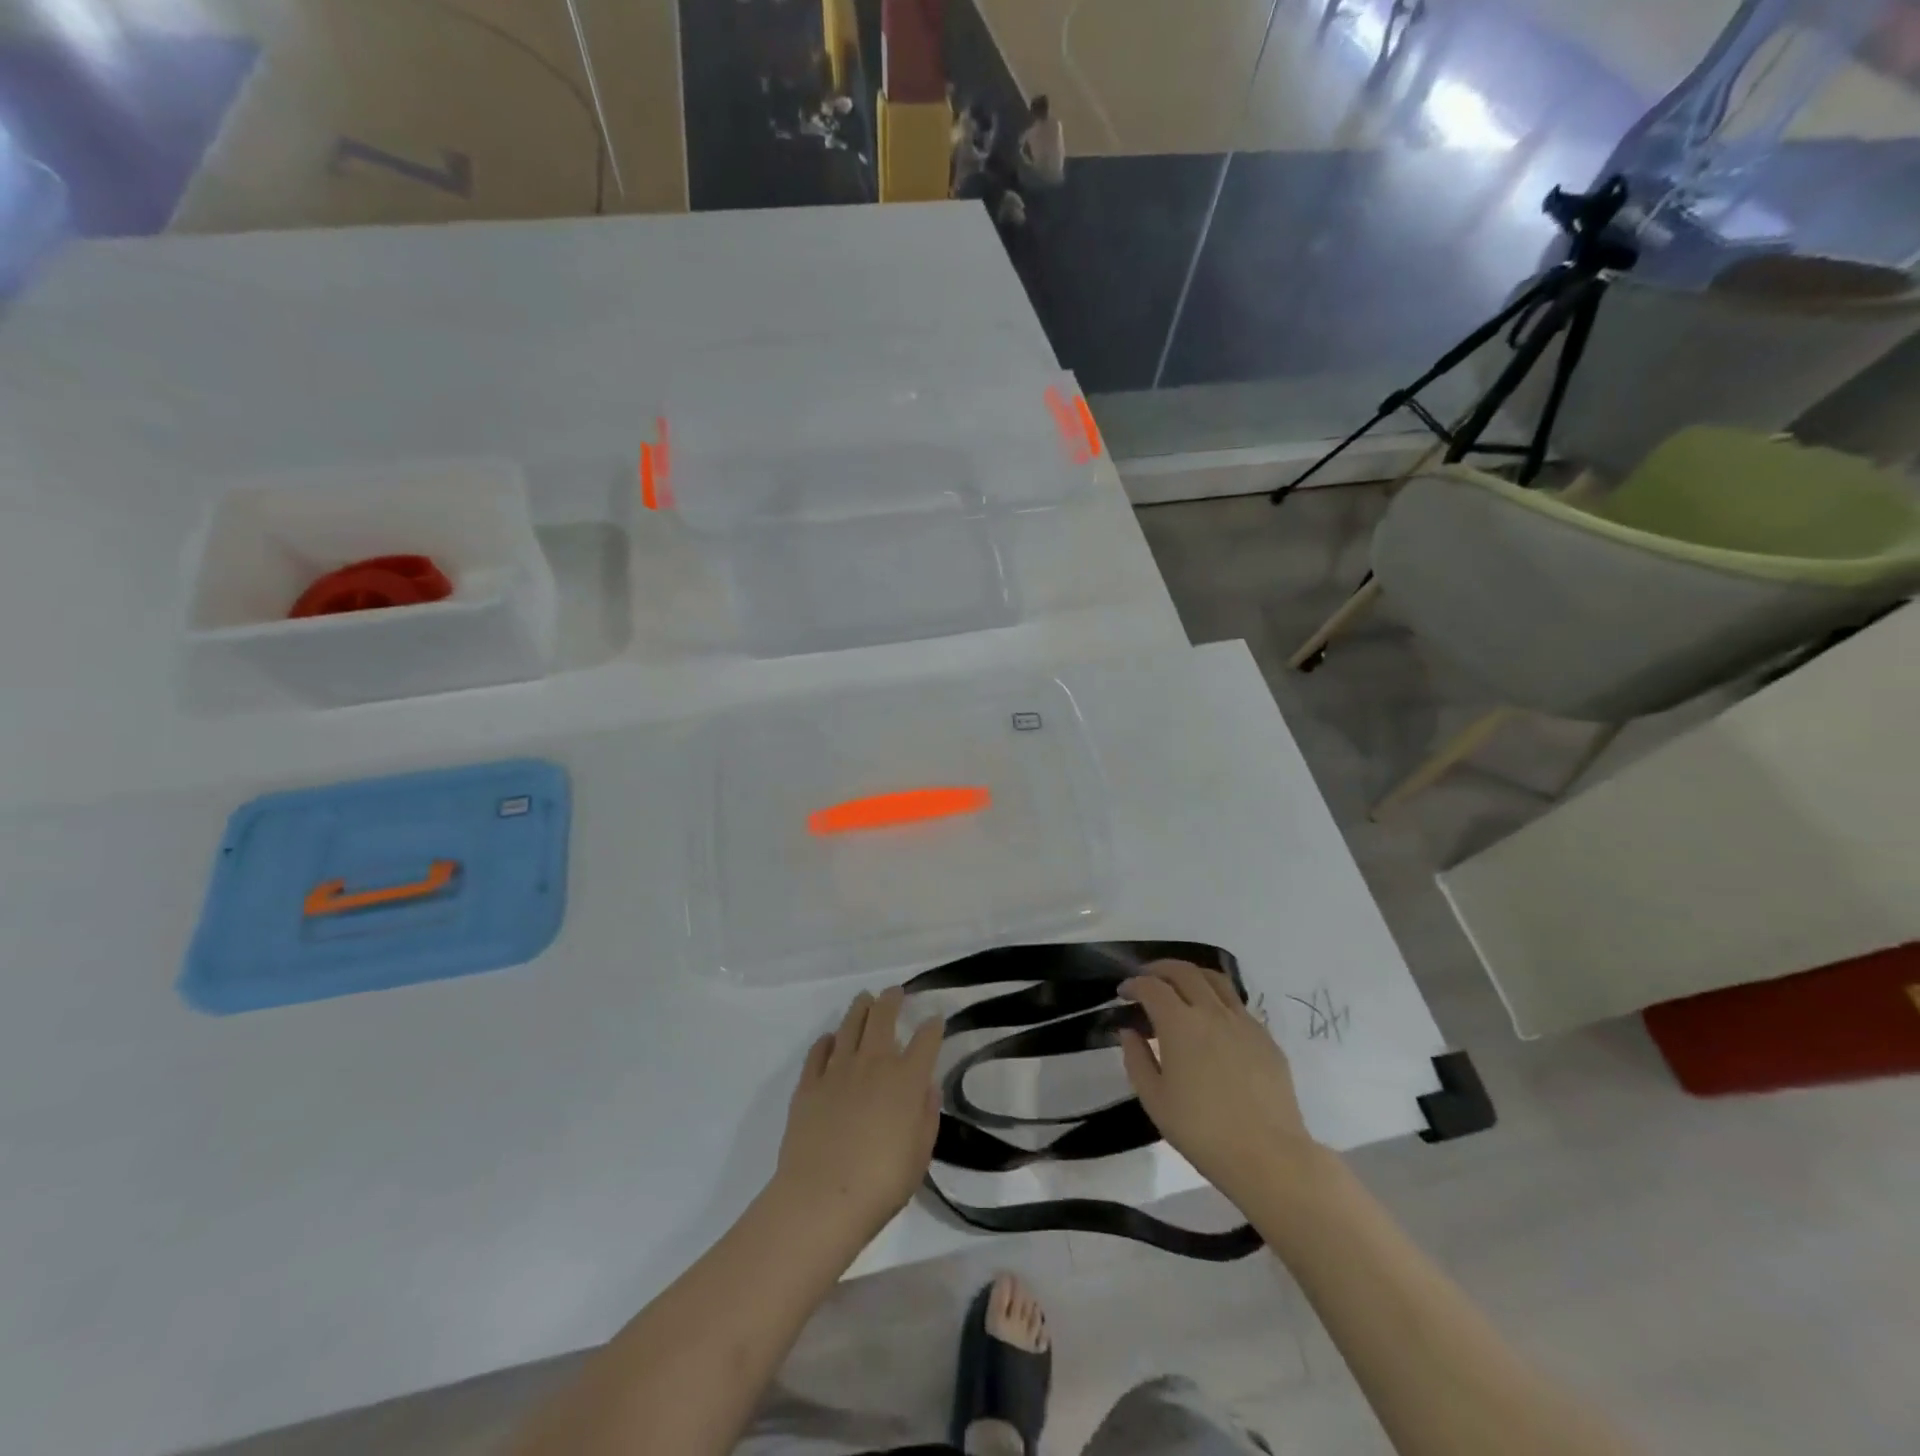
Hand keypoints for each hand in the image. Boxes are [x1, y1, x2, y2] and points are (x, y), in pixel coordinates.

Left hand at [770, 987, 943, 1245]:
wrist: (821, 1198)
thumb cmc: (881, 1183)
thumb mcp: (920, 1154)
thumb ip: (926, 1115)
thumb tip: (926, 1086)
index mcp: (906, 1079)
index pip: (925, 1040)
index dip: (932, 1026)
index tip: (935, 1019)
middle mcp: (873, 1064)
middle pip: (883, 1017)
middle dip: (892, 1000)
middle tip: (895, 992)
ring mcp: (838, 1070)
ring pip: (850, 1025)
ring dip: (860, 1008)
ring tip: (864, 999)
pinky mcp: (809, 1084)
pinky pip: (819, 1051)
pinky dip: (827, 1040)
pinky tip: (831, 1039)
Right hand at [1118, 961, 1327, 1206]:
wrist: (1269, 1156)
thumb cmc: (1202, 1131)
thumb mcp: (1155, 1100)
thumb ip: (1136, 1059)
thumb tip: (1129, 1031)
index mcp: (1180, 1024)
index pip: (1152, 986)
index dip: (1133, 984)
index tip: (1123, 993)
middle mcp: (1212, 1012)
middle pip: (1184, 971)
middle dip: (1159, 969)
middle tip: (1146, 979)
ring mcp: (1243, 1022)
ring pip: (1215, 979)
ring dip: (1191, 975)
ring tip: (1180, 987)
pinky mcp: (1266, 1038)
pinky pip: (1236, 1004)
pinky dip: (1216, 999)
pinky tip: (1212, 1021)